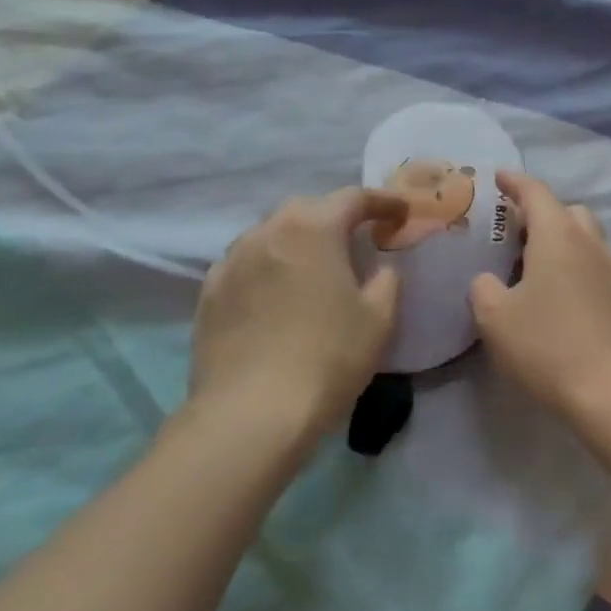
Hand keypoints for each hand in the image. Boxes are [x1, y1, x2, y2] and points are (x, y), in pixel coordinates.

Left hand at [182, 187, 407, 449]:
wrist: (252, 412)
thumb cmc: (329, 357)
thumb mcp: (380, 319)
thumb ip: (387, 281)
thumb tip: (380, 269)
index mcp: (313, 230)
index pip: (353, 198)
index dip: (383, 201)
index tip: (401, 213)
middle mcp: (267, 233)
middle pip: (306, 209)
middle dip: (334, 217)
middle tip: (357, 239)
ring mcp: (231, 262)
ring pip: (270, 234)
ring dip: (297, 241)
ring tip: (315, 266)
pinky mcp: (209, 294)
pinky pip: (245, 265)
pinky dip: (268, 267)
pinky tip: (277, 293)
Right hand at [470, 172, 610, 425]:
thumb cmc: (547, 345)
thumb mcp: (495, 317)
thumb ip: (483, 288)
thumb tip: (488, 280)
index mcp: (559, 236)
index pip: (537, 192)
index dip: (515, 181)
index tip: (498, 177)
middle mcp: (591, 244)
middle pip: (568, 212)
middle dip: (542, 212)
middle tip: (514, 232)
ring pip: (586, 238)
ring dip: (561, 240)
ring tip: (532, 265)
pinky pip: (595, 266)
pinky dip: (574, 266)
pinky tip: (556, 295)